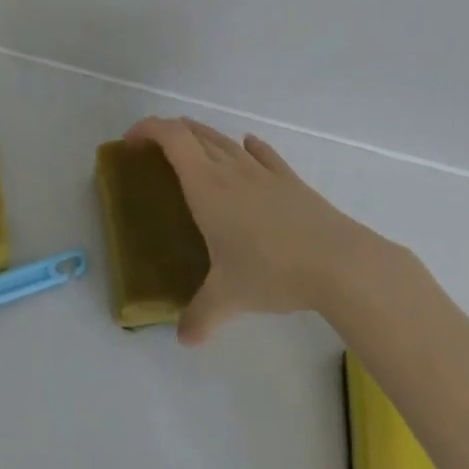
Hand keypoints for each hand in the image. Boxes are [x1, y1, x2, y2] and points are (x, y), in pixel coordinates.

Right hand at [125, 116, 394, 344]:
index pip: (171, 137)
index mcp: (206, 185)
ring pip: (225, 140)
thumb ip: (200, 315)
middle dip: (169, 132)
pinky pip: (262, 153)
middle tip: (154, 152)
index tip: (131, 142)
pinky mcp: (289, 179)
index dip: (147, 129)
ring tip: (191, 152)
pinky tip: (247, 148)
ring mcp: (262, 170)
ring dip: (202, 137)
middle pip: (194, 132)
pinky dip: (247, 147)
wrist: (337, 261)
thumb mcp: (228, 297)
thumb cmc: (271, 270)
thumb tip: (184, 339)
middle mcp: (230, 168)